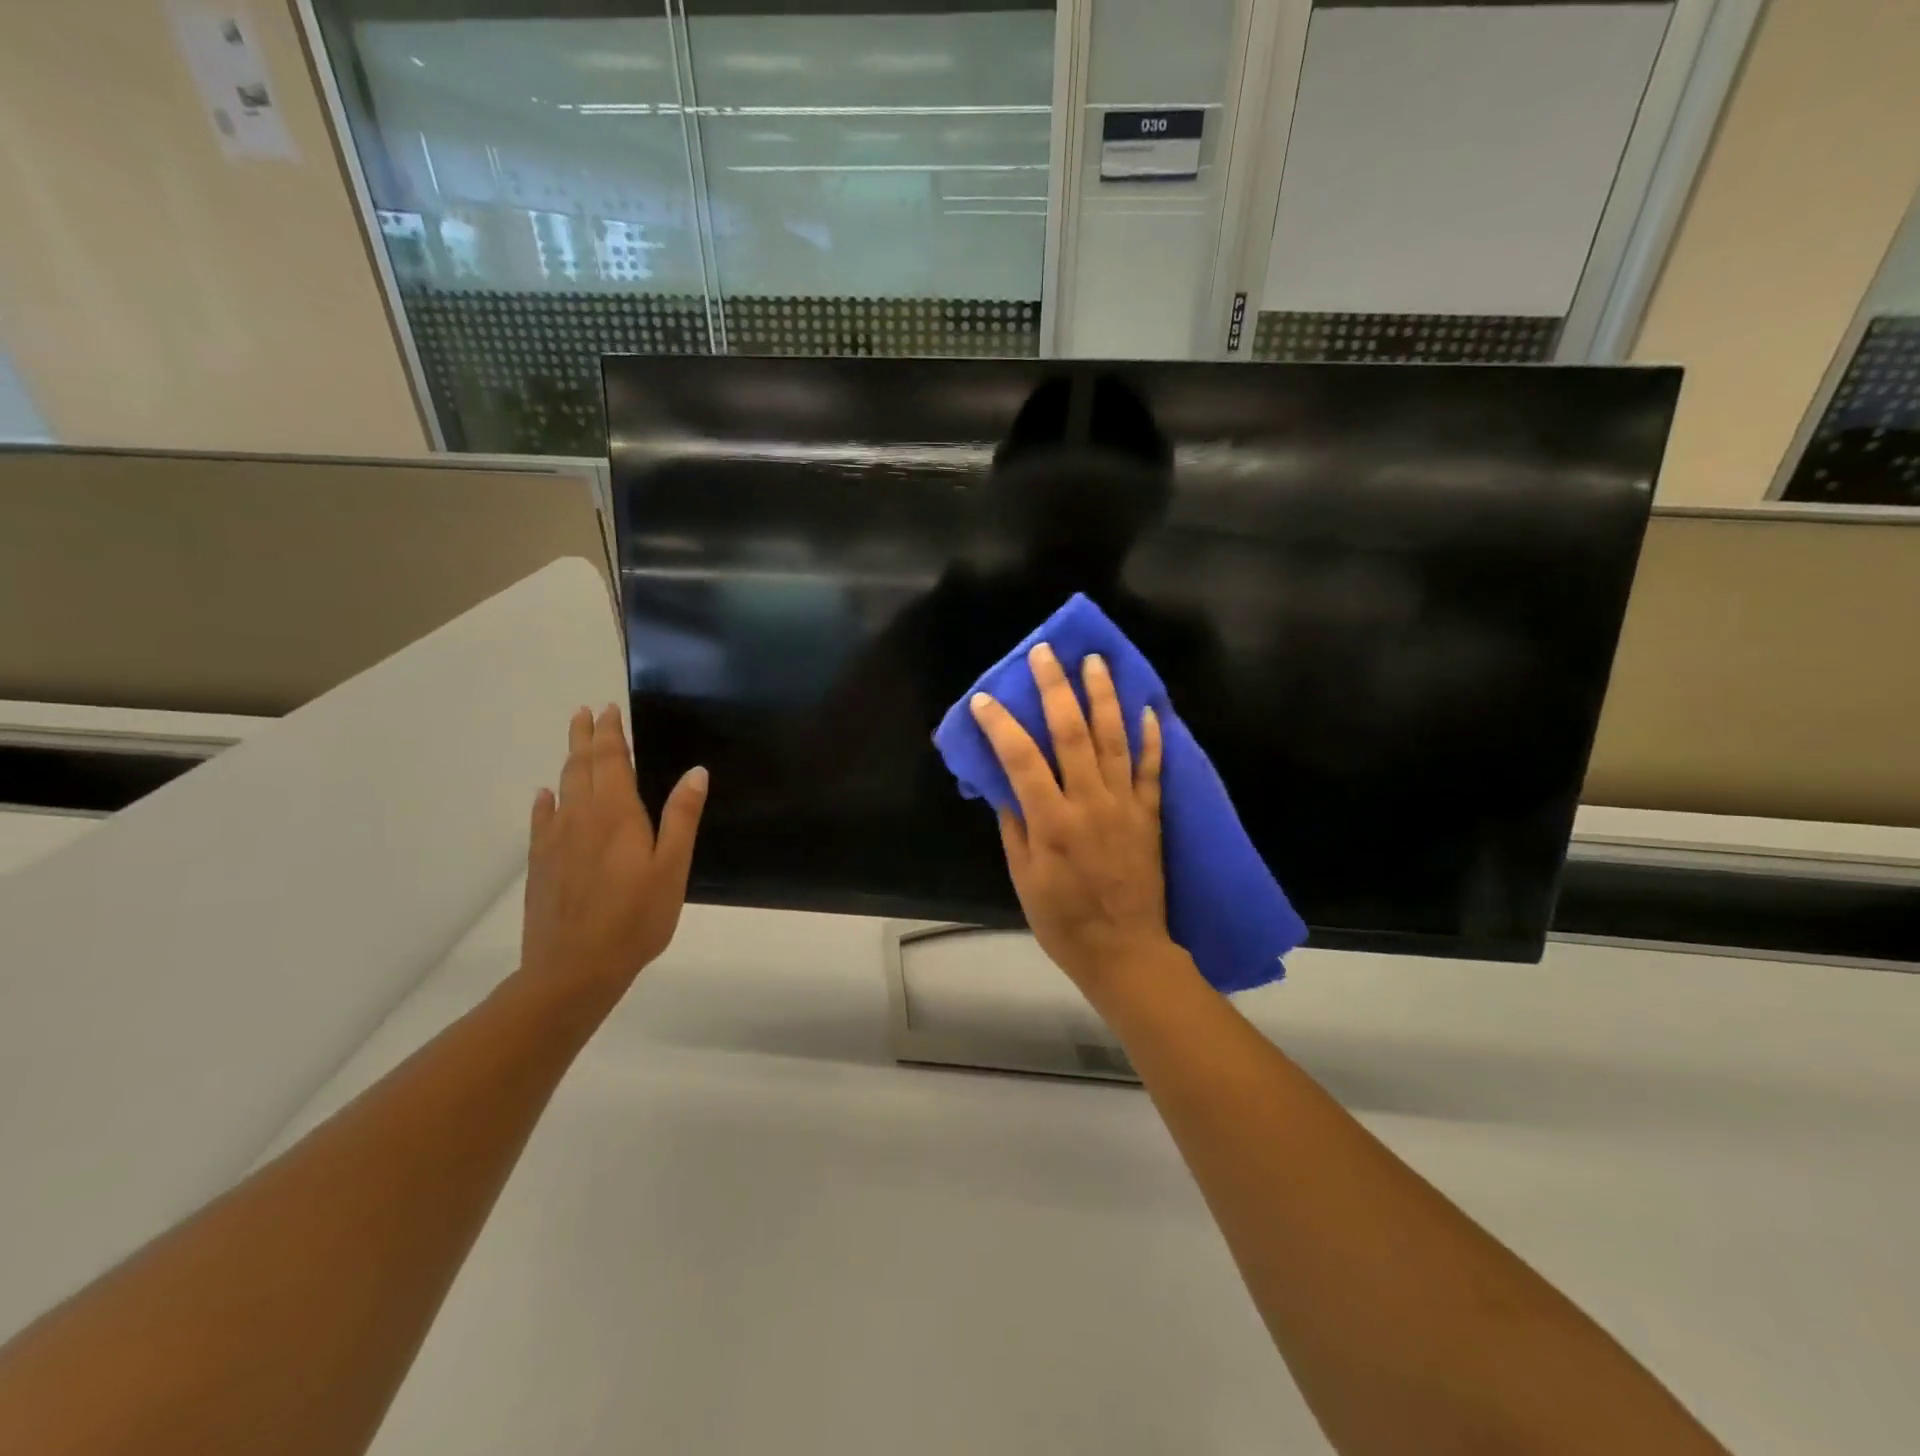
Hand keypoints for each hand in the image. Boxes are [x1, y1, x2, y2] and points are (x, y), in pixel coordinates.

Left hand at [517, 705, 707, 1010]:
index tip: (608, 708)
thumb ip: (682, 817)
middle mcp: (581, 817)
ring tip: (574, 743)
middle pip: (580, 767)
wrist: (574, 968)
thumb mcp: (672, 867)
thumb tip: (696, 771)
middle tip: (584, 712)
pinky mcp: (542, 864)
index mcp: (616, 814)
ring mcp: (555, 841)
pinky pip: (541, 821)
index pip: (611, 760)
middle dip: (584, 737)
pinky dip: (545, 802)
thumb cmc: (636, 918)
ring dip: (568, 761)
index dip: (610, 733)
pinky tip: (545, 797)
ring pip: (561, 789)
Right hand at [969, 643, 1173, 996]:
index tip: (984, 699)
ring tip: (1096, 662)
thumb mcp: (1023, 879)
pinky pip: (1152, 769)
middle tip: (1046, 653)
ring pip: (1115, 739)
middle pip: (1071, 733)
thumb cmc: (1063, 920)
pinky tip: (1147, 707)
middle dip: (1056, 688)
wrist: (1124, 951)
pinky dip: (1151, 737)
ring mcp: (1125, 805)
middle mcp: (1089, 803)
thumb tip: (1006, 786)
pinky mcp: (1150, 815)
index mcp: (1051, 821)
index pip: (1020, 758)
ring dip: (1104, 696)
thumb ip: (1015, 827)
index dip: (1000, 724)